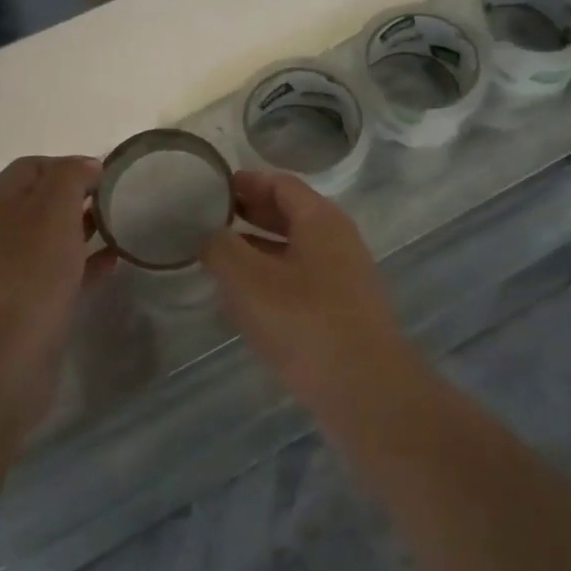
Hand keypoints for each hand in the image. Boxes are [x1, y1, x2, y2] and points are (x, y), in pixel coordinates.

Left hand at [0, 155, 110, 377]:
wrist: (6, 355)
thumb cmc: (31, 274)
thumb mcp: (53, 210)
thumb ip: (71, 178)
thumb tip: (87, 166)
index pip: (33, 166)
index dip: (70, 164)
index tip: (108, 176)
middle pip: (42, 201)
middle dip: (80, 196)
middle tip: (119, 201)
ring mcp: (10, 268)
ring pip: (52, 237)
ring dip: (84, 229)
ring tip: (122, 228)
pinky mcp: (27, 301)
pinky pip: (60, 270)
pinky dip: (86, 262)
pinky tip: (114, 263)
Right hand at [200, 170, 415, 407]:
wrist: (363, 387)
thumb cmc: (303, 321)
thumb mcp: (249, 280)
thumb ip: (222, 249)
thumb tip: (210, 235)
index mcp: (321, 220)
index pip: (280, 184)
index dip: (245, 182)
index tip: (211, 187)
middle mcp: (337, 241)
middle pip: (289, 215)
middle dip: (249, 215)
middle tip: (208, 220)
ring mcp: (343, 278)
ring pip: (293, 252)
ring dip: (257, 251)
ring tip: (217, 258)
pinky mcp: (341, 312)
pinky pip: (299, 283)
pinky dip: (270, 281)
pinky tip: (242, 300)